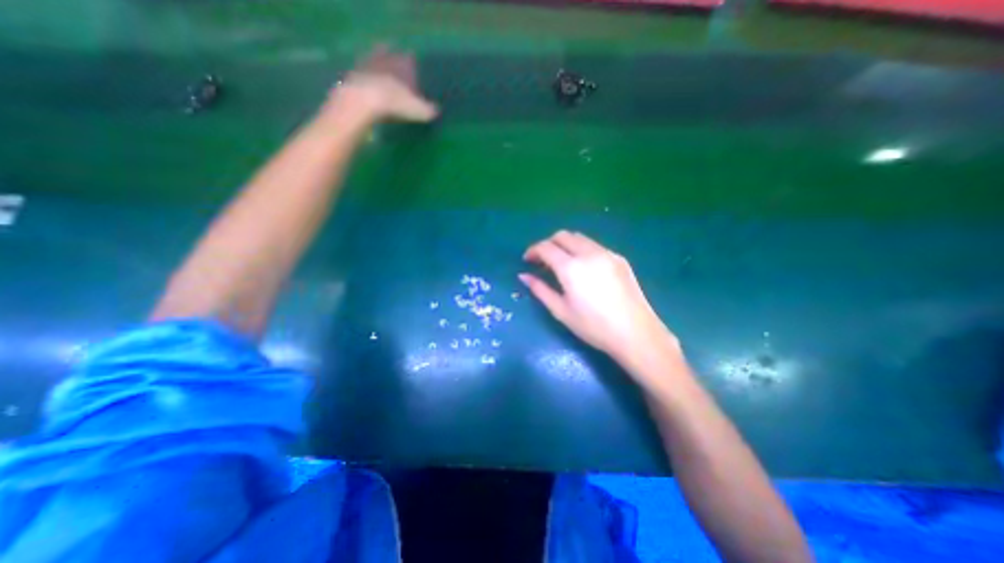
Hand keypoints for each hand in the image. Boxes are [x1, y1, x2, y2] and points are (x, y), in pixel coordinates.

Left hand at [323, 45, 438, 125]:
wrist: (363, 100)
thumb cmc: (396, 103)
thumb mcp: (419, 110)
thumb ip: (429, 109)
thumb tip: (437, 110)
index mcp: (404, 64)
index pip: (411, 59)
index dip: (412, 65)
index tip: (414, 72)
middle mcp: (386, 57)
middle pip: (391, 55)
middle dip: (394, 62)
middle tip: (397, 72)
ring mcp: (368, 63)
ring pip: (375, 61)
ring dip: (378, 68)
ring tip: (382, 80)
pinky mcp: (353, 73)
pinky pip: (362, 73)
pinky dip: (366, 78)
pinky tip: (369, 88)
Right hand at [523, 233, 677, 373]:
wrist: (636, 333)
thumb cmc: (593, 326)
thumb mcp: (561, 311)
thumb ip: (540, 290)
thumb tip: (524, 276)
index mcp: (571, 267)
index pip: (546, 247)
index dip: (533, 250)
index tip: (527, 260)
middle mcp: (589, 253)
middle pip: (563, 235)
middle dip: (548, 244)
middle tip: (542, 261)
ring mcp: (607, 253)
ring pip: (580, 238)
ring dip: (565, 245)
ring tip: (562, 263)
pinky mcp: (619, 258)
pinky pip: (594, 246)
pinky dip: (582, 250)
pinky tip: (584, 269)